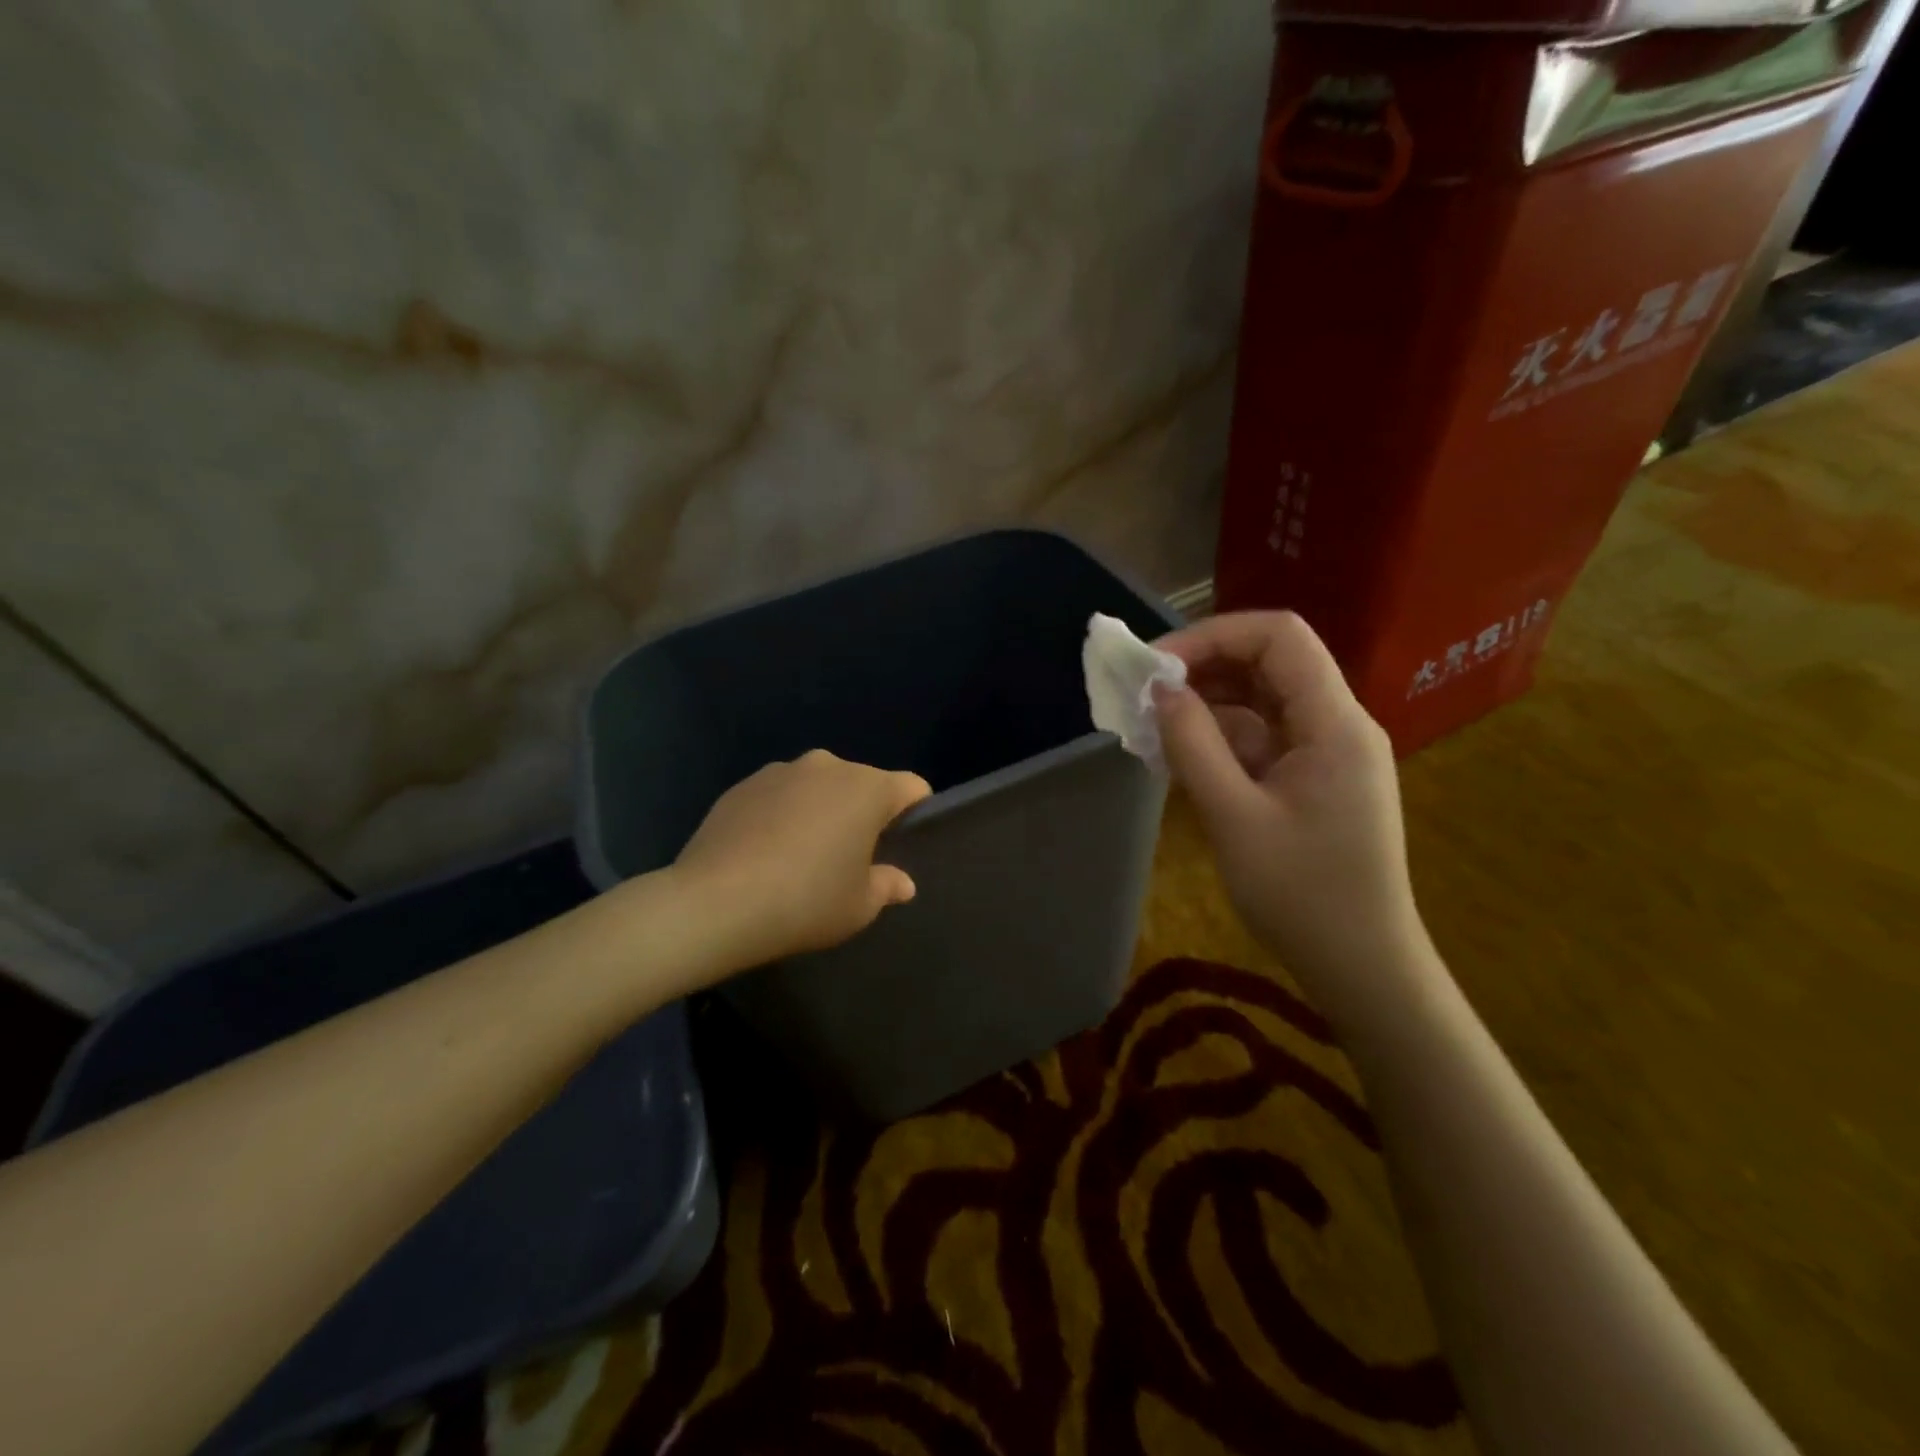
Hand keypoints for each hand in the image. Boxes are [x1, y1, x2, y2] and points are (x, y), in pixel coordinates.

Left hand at [673, 749, 931, 970]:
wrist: (715, 903)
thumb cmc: (805, 901)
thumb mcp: (859, 906)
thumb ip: (887, 886)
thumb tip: (903, 882)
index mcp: (867, 788)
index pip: (912, 787)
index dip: (915, 813)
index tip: (901, 845)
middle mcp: (827, 766)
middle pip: (862, 783)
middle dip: (863, 813)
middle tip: (851, 857)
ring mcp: (780, 771)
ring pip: (818, 786)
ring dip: (821, 810)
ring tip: (802, 854)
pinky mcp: (742, 785)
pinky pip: (779, 795)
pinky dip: (782, 814)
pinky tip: (765, 852)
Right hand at [1153, 612, 1428, 1011]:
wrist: (1362, 967)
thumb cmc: (1302, 895)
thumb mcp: (1234, 817)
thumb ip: (1193, 745)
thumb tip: (1160, 690)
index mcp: (1334, 723)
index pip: (1279, 637)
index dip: (1213, 635)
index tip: (1158, 666)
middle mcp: (1338, 724)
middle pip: (1270, 663)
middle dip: (1204, 667)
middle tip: (1145, 693)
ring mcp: (1327, 753)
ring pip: (1263, 701)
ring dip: (1208, 704)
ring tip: (1152, 726)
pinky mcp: (1314, 779)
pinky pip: (1263, 738)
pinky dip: (1221, 738)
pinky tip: (1181, 757)